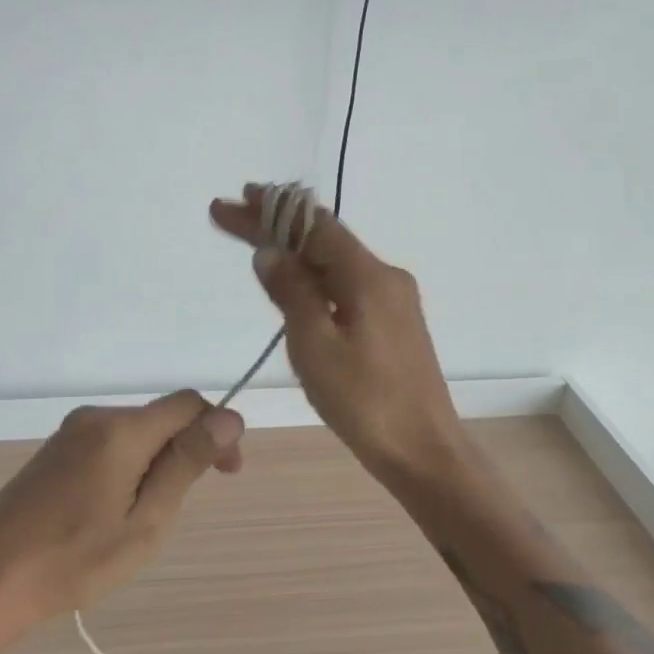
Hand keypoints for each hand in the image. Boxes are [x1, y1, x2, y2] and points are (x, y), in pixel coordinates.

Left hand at [0, 392, 244, 638]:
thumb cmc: (74, 561)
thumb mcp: (145, 521)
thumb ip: (186, 463)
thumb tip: (229, 417)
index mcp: (120, 430)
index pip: (188, 404)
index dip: (216, 430)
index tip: (227, 474)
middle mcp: (95, 417)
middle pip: (161, 417)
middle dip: (185, 452)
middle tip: (177, 511)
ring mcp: (70, 432)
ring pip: (136, 433)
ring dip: (155, 464)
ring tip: (140, 520)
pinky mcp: (55, 450)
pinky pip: (109, 444)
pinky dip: (128, 467)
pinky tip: (112, 511)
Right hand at [211, 187, 462, 482]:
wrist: (423, 451)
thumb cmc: (365, 402)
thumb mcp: (315, 346)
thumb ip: (292, 293)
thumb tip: (270, 252)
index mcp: (368, 276)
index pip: (312, 227)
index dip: (269, 211)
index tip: (230, 202)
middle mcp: (385, 277)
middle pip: (324, 239)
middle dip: (275, 225)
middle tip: (231, 216)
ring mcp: (392, 301)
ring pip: (334, 262)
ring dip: (293, 250)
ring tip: (254, 240)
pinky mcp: (391, 324)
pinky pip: (345, 285)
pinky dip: (312, 276)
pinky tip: (293, 282)